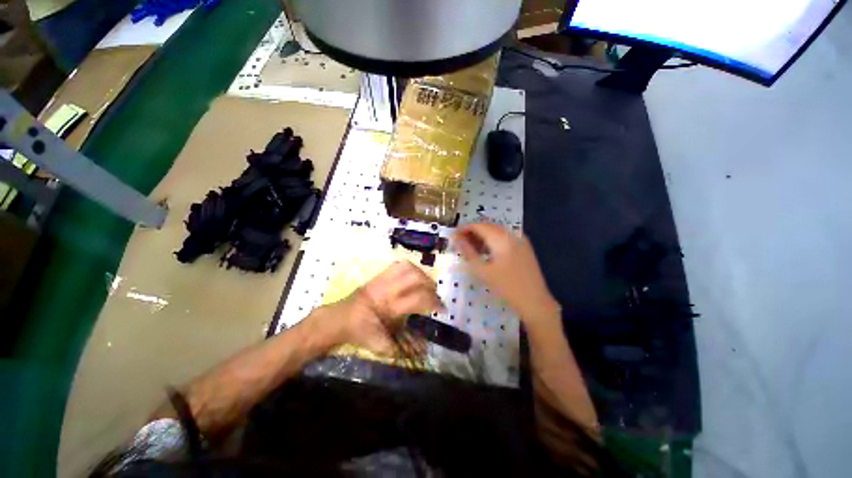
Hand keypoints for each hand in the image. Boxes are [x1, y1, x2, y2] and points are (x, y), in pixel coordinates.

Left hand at [318, 261, 441, 355]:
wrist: (339, 319)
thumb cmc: (361, 333)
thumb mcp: (381, 345)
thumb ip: (403, 349)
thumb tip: (423, 350)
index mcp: (391, 307)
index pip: (419, 298)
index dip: (435, 302)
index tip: (442, 308)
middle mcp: (389, 289)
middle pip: (416, 278)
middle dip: (430, 285)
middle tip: (434, 295)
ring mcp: (383, 279)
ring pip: (408, 268)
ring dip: (421, 275)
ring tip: (425, 284)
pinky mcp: (378, 275)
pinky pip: (397, 265)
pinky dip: (410, 269)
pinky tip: (412, 277)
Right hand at [452, 223, 560, 325]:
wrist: (535, 302)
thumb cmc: (506, 287)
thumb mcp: (483, 271)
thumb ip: (468, 252)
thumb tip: (455, 239)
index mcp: (502, 238)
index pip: (479, 226)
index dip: (464, 229)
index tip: (453, 236)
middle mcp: (512, 234)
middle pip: (487, 227)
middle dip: (472, 232)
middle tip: (459, 243)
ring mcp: (520, 240)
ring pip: (496, 232)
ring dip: (481, 237)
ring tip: (469, 248)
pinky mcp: (524, 247)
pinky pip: (504, 238)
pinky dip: (492, 242)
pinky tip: (485, 252)